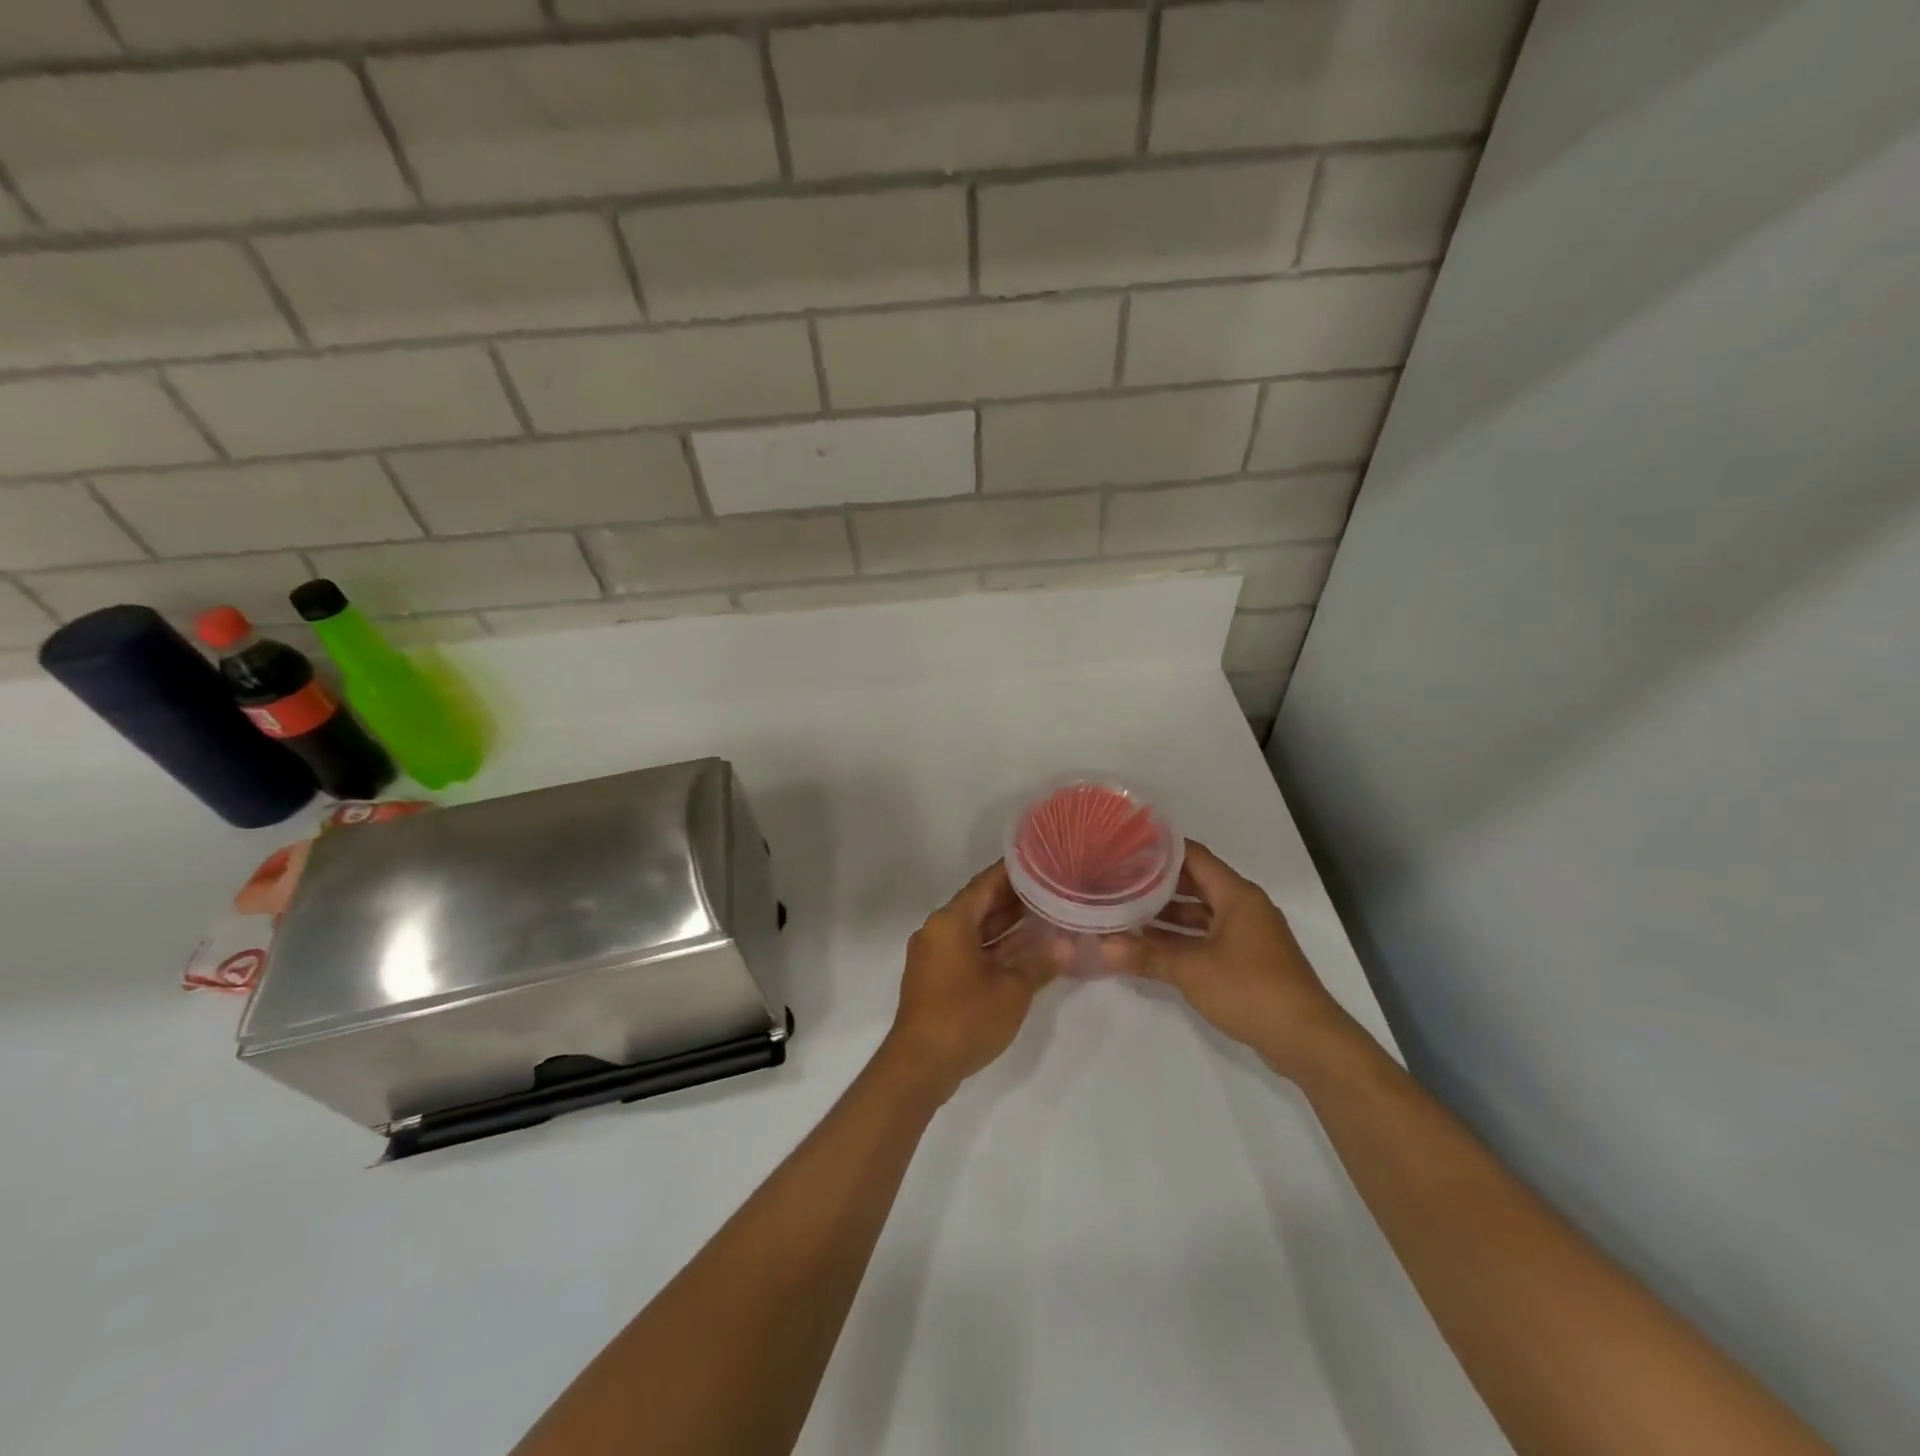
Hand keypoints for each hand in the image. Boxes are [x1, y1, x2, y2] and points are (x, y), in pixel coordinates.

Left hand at [881, 862, 1062, 1101]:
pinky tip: (1024, 950)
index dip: (1014, 873)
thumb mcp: (1011, 991)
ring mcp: (935, 955)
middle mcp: (938, 930)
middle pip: (979, 905)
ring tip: (1045, 914)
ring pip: (975, 930)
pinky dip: (993, 948)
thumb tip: (1067, 946)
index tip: (1041, 862)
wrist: (920, 1065)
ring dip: (1006, 925)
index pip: (986, 884)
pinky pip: (968, 950)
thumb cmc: (965, 1018)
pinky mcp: (936, 978)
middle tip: (1051, 888)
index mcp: (951, 922)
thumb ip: (1040, 964)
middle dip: (1014, 899)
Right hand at [1111, 841, 1354, 1079]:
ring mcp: (1248, 935)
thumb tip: (1103, 948)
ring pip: (1201, 914)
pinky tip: (1152, 948)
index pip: (1193, 856)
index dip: (1160, 850)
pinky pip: (1208, 937)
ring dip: (1167, 916)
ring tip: (1126, 914)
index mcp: (1236, 895)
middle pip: (1195, 883)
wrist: (1306, 1040)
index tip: (1126, 848)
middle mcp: (1244, 907)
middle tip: (1119, 881)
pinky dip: (1182, 939)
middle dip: (1157, 884)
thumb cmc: (1250, 989)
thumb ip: (1147, 956)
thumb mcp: (1191, 970)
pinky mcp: (1249, 961)